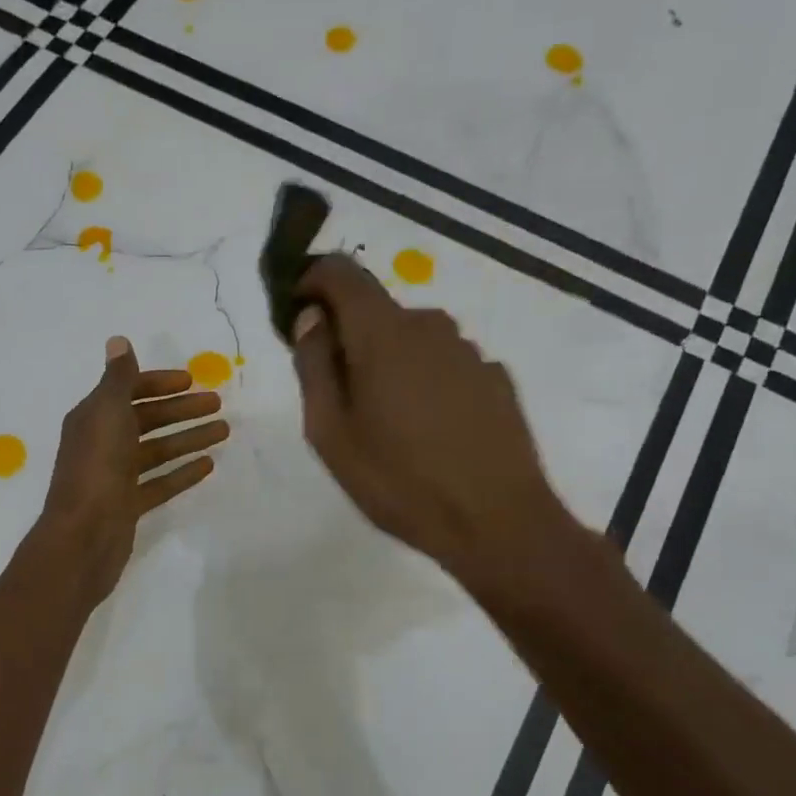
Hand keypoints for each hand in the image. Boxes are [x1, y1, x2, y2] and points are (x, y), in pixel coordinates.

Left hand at [39, 336, 227, 606]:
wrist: (84, 537)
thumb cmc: (97, 468)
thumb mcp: (108, 413)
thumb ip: (118, 378)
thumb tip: (117, 341)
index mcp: (93, 417)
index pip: (128, 390)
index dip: (159, 383)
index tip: (192, 382)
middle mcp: (102, 442)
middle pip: (146, 419)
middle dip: (181, 410)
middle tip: (219, 405)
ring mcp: (115, 476)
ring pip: (156, 450)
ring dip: (188, 438)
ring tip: (224, 432)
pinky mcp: (127, 504)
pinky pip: (159, 482)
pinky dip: (181, 472)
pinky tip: (208, 466)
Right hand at [289, 255, 572, 603]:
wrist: (496, 522)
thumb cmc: (398, 481)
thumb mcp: (330, 433)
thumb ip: (313, 366)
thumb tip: (310, 318)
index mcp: (383, 334)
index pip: (342, 273)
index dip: (313, 280)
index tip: (298, 310)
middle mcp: (430, 327)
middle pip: (377, 310)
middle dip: (349, 336)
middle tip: (337, 394)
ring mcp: (469, 351)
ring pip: (412, 338)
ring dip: (388, 361)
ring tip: (385, 421)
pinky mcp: (495, 378)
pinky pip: (444, 363)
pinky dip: (424, 380)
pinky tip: (428, 430)